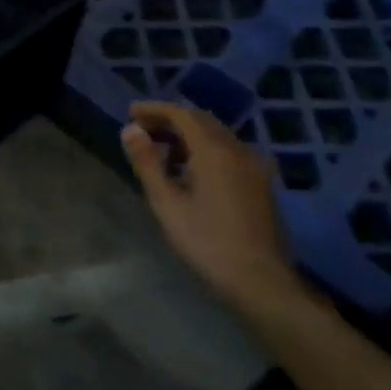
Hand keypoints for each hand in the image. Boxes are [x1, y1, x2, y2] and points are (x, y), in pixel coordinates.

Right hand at [121, 101, 304, 315]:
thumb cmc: (207, 242)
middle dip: (170, 119)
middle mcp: (238, 149)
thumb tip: (130, 130)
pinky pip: (229, 151)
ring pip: (217, 135)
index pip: (182, 114)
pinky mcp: (260, 182)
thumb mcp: (167, 204)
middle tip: (142, 129)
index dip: (155, 109)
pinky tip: (190, 170)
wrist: (260, 280)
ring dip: (188, 134)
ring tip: (161, 150)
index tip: (131, 113)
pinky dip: (205, 148)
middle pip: (201, 120)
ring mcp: (254, 165)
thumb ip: (147, 163)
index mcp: (214, 151)